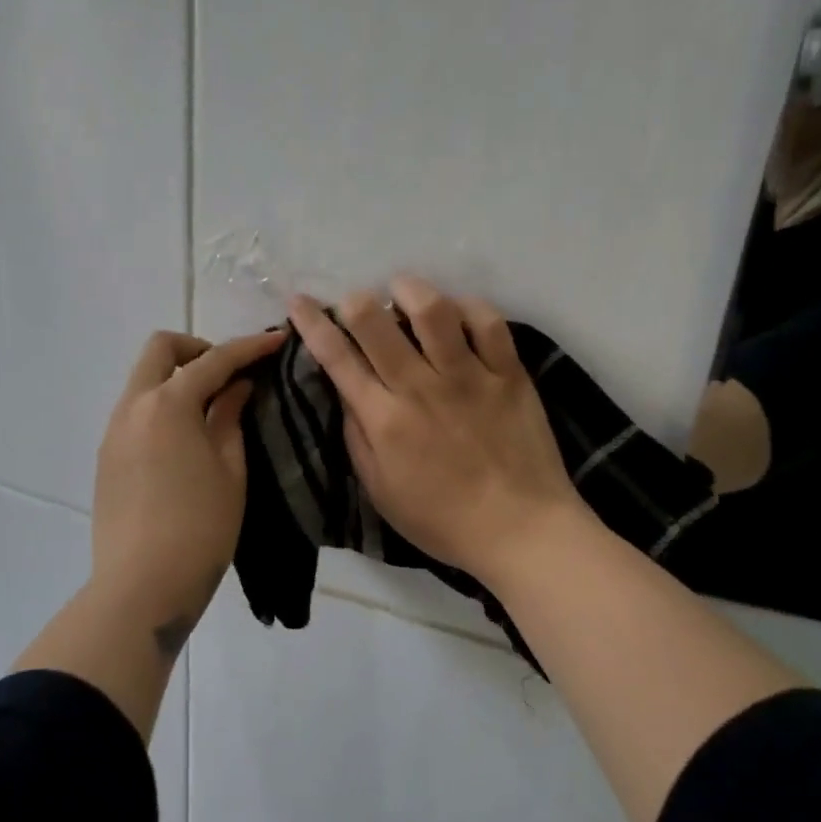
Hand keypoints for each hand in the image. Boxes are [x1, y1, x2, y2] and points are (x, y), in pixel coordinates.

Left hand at [91, 327, 286, 620]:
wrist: (142, 587)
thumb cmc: (200, 528)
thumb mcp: (230, 470)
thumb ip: (230, 418)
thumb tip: (236, 387)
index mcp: (168, 404)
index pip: (213, 360)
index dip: (249, 348)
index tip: (277, 341)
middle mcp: (133, 406)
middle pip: (161, 350)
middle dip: (199, 350)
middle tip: (231, 376)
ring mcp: (113, 431)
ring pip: (144, 380)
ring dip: (178, 378)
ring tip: (213, 408)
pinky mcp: (106, 457)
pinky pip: (135, 410)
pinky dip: (163, 405)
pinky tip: (186, 438)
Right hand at [287, 277, 586, 584]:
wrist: (521, 531)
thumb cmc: (443, 520)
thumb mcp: (381, 492)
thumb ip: (358, 438)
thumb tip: (345, 391)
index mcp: (385, 419)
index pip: (337, 358)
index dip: (312, 323)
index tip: (299, 301)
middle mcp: (421, 388)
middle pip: (376, 322)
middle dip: (355, 301)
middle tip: (355, 302)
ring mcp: (469, 377)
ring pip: (433, 311)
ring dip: (410, 290)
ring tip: (403, 291)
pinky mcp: (509, 375)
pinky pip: (489, 323)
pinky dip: (469, 307)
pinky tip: (458, 311)